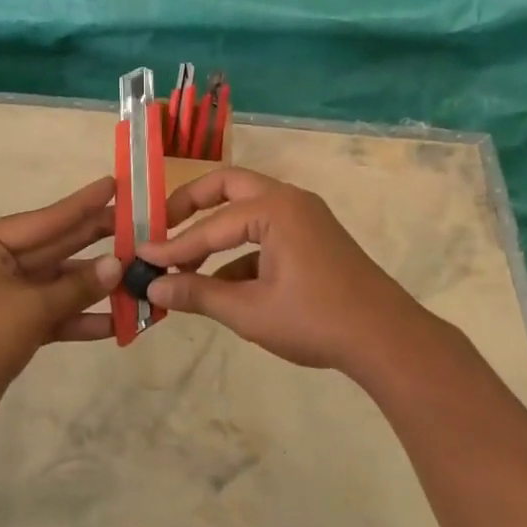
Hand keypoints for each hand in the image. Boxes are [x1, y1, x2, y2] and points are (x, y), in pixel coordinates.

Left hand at [0, 176, 123, 428]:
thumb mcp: (30, 308)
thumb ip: (77, 286)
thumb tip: (118, 265)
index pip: (45, 219)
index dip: (82, 204)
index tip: (114, 184)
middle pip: (56, 248)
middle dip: (96, 242)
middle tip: (138, 226)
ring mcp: (7, 295)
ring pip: (60, 283)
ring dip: (96, 286)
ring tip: (139, 276)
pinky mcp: (15, 325)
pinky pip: (55, 313)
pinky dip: (82, 318)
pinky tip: (119, 322)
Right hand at [137, 167, 437, 373]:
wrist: (387, 340)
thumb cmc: (315, 320)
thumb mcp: (250, 311)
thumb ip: (198, 294)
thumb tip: (153, 287)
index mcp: (274, 209)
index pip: (210, 226)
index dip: (173, 245)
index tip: (139, 255)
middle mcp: (289, 201)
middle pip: (228, 187)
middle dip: (191, 205)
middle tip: (161, 226)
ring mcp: (305, 218)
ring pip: (247, 211)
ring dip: (216, 234)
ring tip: (185, 268)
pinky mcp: (314, 239)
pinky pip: (267, 234)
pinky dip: (241, 253)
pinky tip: (223, 287)